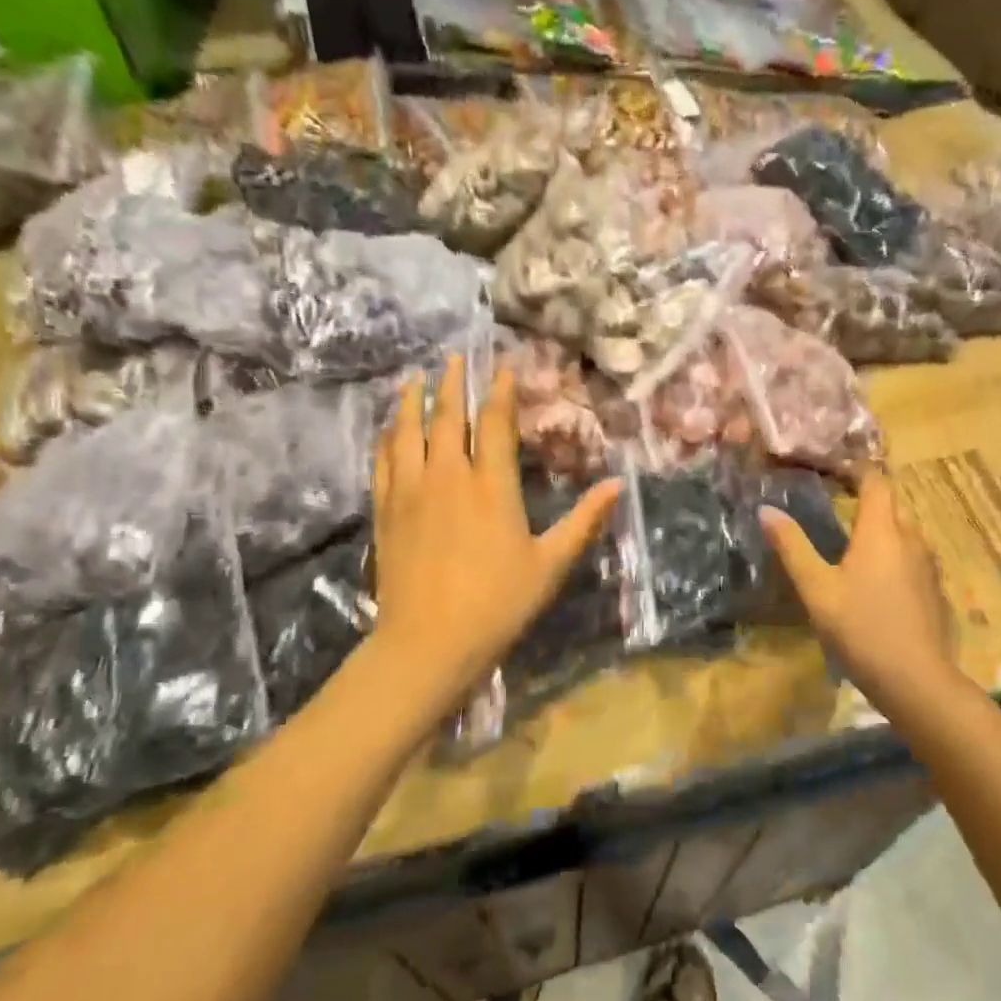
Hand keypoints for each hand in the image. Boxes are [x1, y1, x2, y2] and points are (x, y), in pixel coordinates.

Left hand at [370, 355, 619, 716]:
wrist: (428, 643)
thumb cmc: (498, 603)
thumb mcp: (551, 564)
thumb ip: (584, 520)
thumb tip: (618, 485)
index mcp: (492, 486)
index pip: (494, 424)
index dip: (499, 392)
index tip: (502, 367)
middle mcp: (448, 477)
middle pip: (447, 417)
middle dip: (453, 383)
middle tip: (455, 357)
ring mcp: (411, 492)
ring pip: (407, 432)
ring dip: (413, 401)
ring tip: (416, 378)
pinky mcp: (385, 511)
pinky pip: (382, 461)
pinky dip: (386, 437)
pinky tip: (387, 428)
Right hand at [761, 469, 958, 706]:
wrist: (916, 679)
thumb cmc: (860, 628)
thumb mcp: (816, 588)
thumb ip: (792, 546)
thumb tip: (766, 510)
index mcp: (882, 531)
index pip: (876, 482)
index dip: (856, 471)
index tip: (833, 471)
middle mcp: (911, 538)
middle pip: (894, 502)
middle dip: (870, 495)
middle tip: (839, 500)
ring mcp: (928, 564)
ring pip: (907, 528)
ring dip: (884, 523)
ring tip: (855, 535)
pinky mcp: (934, 589)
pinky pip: (915, 554)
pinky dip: (896, 550)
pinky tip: (878, 574)